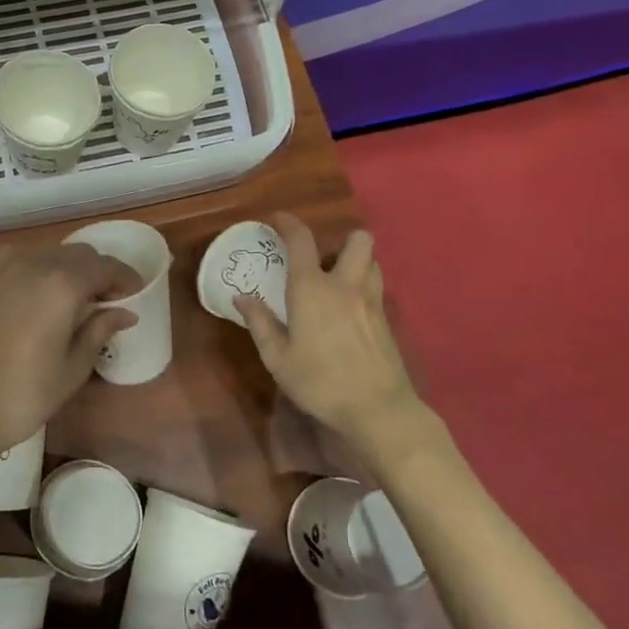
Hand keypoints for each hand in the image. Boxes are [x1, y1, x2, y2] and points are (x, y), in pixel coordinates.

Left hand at [0, 242, 140, 457]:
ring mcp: (5, 267)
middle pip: (79, 254)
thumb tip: (125, 312)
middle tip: (109, 299)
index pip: (104, 267)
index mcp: (62, 283)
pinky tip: (44, 292)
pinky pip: (23, 258)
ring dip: (70, 268)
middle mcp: (34, 263)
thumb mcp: (74, 365)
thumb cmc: (28, 392)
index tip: (136, 293)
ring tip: (78, 297)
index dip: (125, 278)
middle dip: (99, 271)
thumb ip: (100, 329)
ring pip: (51, 252)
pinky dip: (41, 267)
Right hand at [236, 213, 429, 453]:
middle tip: (321, 258)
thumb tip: (242, 297)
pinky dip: (363, 286)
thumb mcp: (277, 358)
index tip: (277, 219)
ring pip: (372, 261)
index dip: (289, 223)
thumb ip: (260, 323)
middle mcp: (345, 285)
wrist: (378, 409)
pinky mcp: (387, 319)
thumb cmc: (320, 382)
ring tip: (336, 281)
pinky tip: (349, 311)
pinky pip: (376, 287)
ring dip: (356, 261)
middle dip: (341, 239)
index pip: (302, 240)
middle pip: (358, 239)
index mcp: (312, 289)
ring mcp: (372, 300)